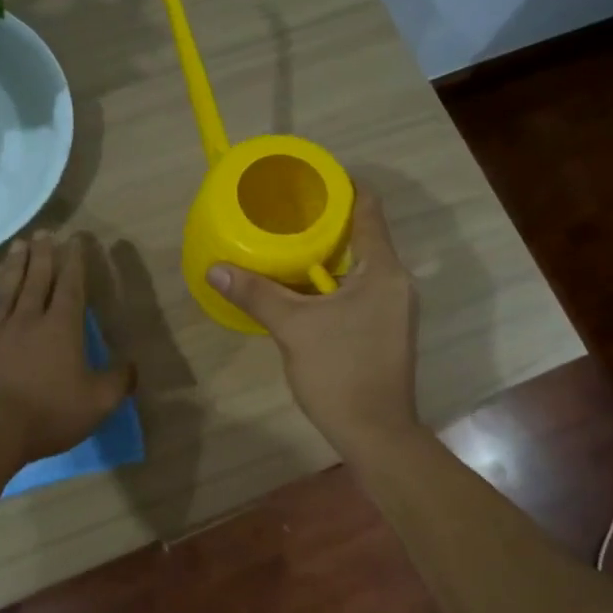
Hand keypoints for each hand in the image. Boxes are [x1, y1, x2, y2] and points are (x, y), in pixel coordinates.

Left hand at [0, 231, 134, 468]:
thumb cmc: (49, 413)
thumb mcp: (98, 402)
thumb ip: (119, 381)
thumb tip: (133, 365)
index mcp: (62, 328)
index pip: (71, 287)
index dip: (75, 262)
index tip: (75, 240)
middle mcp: (29, 320)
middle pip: (37, 279)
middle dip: (44, 254)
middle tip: (44, 231)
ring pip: (8, 289)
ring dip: (15, 265)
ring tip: (18, 244)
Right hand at [207, 190, 421, 458]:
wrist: (375, 433)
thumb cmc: (340, 373)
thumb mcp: (293, 328)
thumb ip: (256, 293)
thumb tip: (215, 268)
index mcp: (383, 270)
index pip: (368, 208)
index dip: (341, 186)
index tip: (307, 179)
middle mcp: (397, 282)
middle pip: (363, 236)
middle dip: (326, 223)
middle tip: (285, 214)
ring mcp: (395, 308)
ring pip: (361, 267)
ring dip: (328, 256)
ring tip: (287, 247)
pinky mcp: (387, 330)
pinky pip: (361, 290)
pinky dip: (334, 283)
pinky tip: (303, 291)